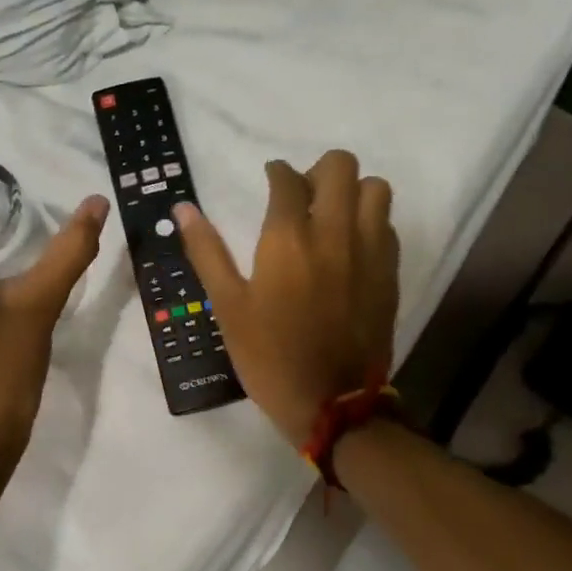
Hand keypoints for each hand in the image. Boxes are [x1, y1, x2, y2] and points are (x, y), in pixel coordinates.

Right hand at [175, 151, 398, 448]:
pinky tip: (351, 246)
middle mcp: (334, 233)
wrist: (332, 404)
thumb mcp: (228, 307)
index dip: (276, 172)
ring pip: (375, 188)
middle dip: (318, 171)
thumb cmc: (270, 356)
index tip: (271, 180)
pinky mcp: (389, 273)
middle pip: (340, 166)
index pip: (287, 178)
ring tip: (332, 215)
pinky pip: (387, 225)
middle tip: (303, 195)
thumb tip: (182, 209)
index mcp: (288, 239)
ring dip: (352, 191)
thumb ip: (206, 252)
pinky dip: (370, 221)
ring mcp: (369, 251)